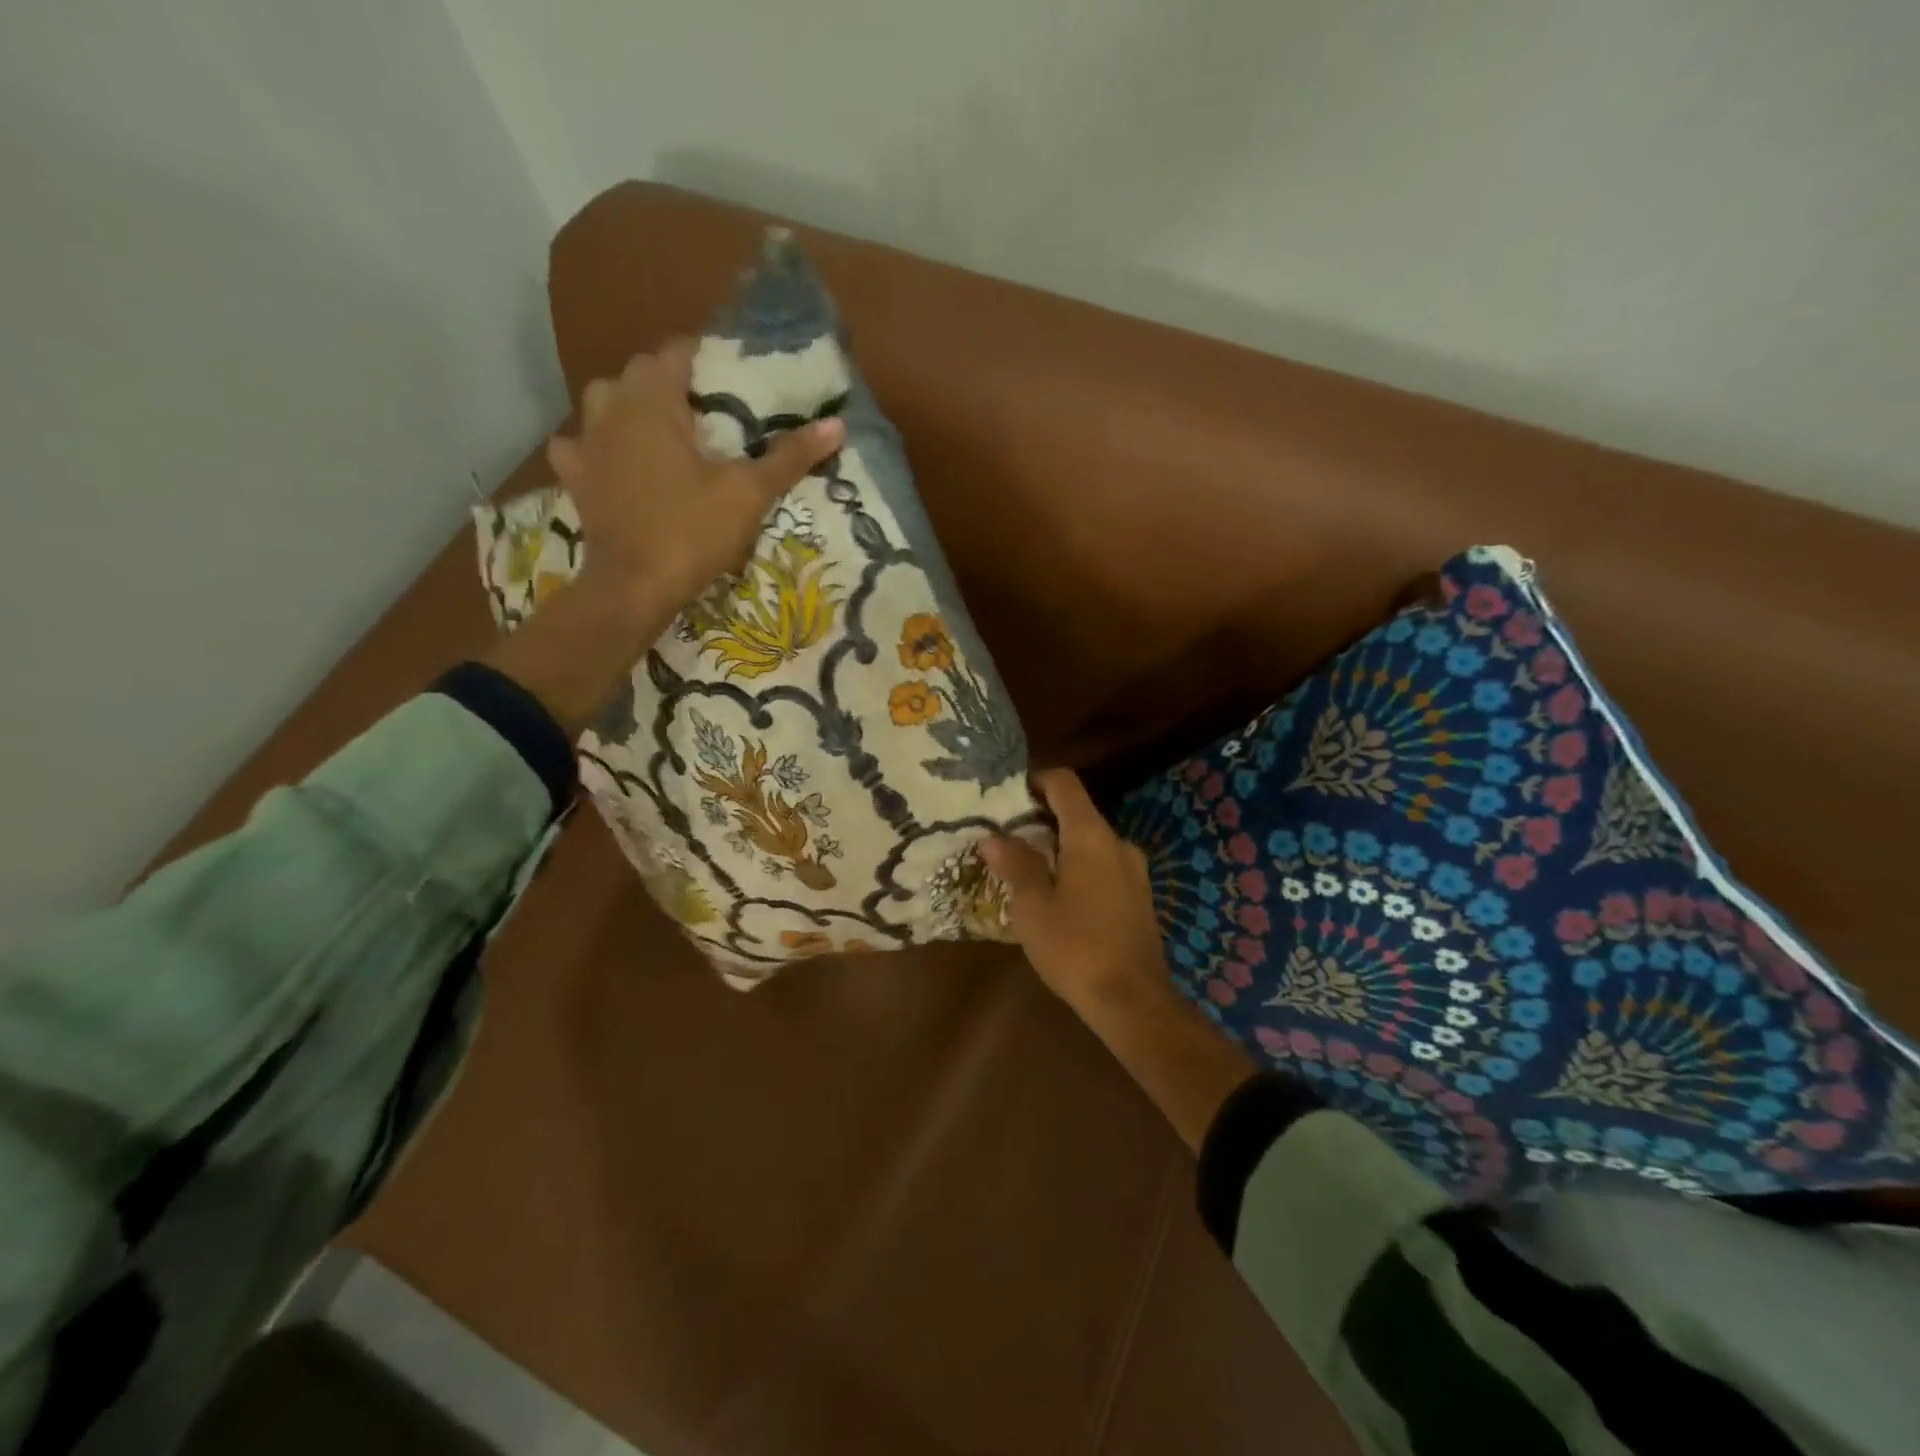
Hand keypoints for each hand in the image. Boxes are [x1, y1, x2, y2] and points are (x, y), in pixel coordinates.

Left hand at [546, 340, 844, 612]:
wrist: (634, 587)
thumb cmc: (691, 532)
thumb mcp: (748, 494)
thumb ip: (788, 457)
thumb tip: (837, 425)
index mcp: (653, 402)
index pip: (676, 352)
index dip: (705, 355)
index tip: (732, 371)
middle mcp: (612, 410)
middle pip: (639, 372)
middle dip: (670, 379)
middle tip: (707, 405)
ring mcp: (586, 444)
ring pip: (603, 402)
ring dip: (629, 404)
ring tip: (661, 427)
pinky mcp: (576, 479)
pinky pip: (579, 446)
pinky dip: (596, 446)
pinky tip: (613, 461)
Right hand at [981, 769, 1174, 1020]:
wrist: (1133, 1000)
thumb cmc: (1075, 946)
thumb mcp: (1032, 906)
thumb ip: (1015, 864)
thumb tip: (994, 836)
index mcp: (1091, 835)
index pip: (1065, 784)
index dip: (1037, 780)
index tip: (1009, 795)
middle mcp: (1117, 843)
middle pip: (1077, 813)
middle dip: (1042, 820)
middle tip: (1008, 839)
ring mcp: (1134, 871)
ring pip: (1091, 843)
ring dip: (1060, 848)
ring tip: (1028, 871)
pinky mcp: (1139, 897)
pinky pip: (1104, 867)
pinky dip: (1078, 869)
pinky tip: (1059, 899)